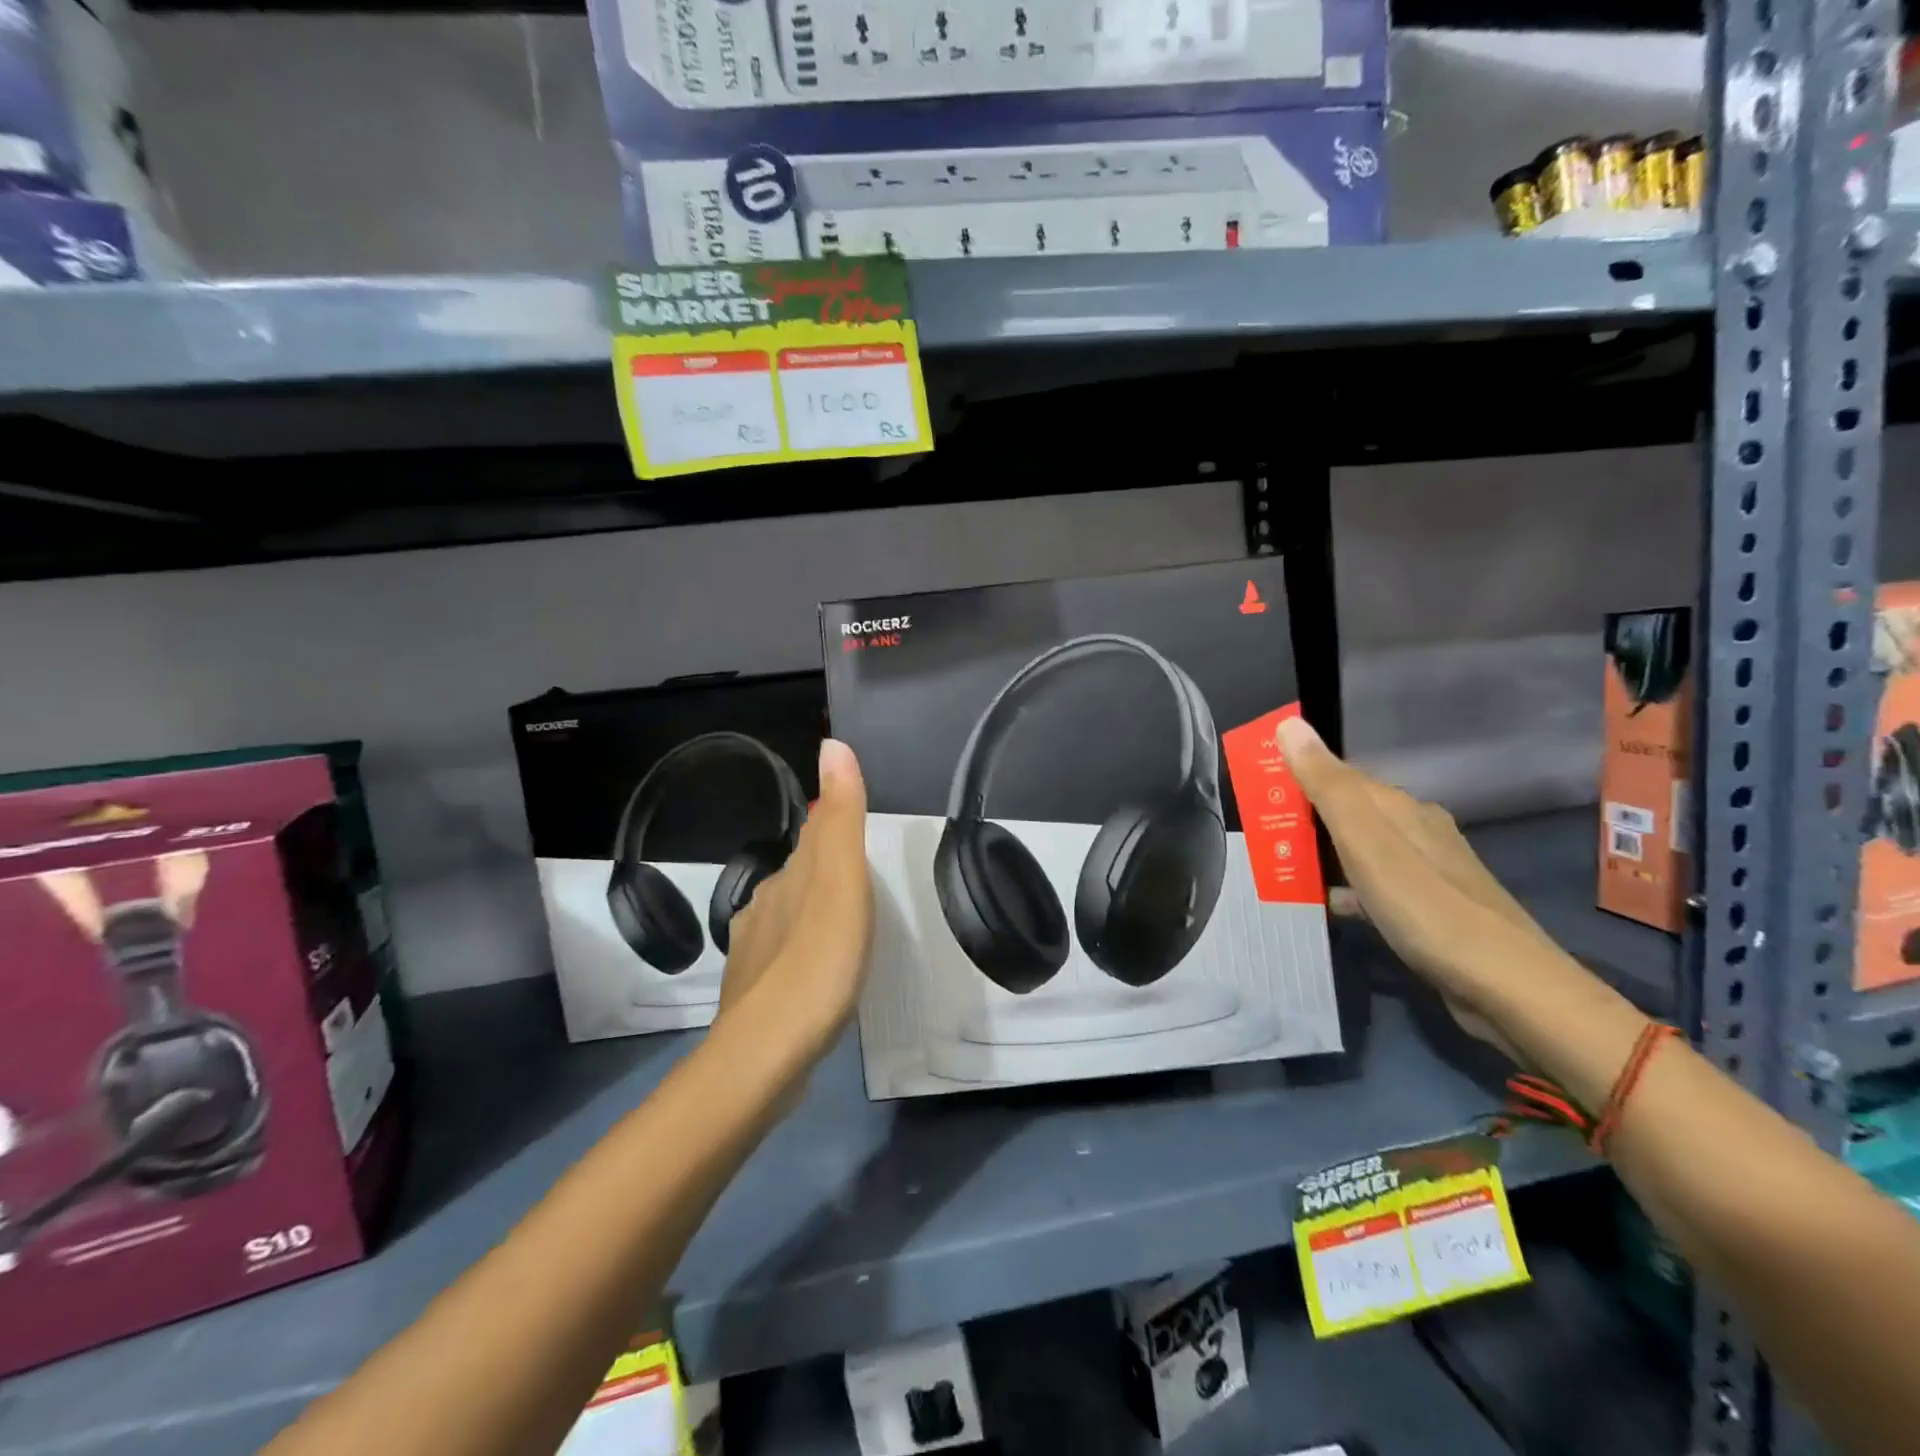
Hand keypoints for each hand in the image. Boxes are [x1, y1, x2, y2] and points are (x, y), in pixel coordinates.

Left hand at [718, 738, 873, 1052]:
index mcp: (790, 877)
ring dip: (811, 908)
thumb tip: (832, 743)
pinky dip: (802, 950)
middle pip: (799, 873)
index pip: (813, 835)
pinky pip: (784, 955)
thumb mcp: (841, 881)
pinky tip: (816, 969)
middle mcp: (766, 905)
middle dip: (822, 865)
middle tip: (858, 869)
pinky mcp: (758, 992)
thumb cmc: (817, 960)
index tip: (848, 815)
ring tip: (843, 918)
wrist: (767, 1052)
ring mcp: (757, 951)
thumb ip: (840, 816)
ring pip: (788, 914)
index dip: (831, 820)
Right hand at [1276, 716, 1558, 1052]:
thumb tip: (1289, 724)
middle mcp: (1419, 830)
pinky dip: (1352, 888)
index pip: (1339, 776)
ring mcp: (1432, 871)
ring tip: (1285, 869)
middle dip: (1307, 817)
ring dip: (1327, 854)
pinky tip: (1336, 907)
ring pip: (1365, 849)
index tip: (1256, 787)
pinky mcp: (1436, 909)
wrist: (1506, 986)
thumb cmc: (1424, 905)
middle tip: (1261, 833)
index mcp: (1401, 808)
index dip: (1298, 776)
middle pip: (1352, 811)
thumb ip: (1326, 785)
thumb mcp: (1365, 840)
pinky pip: (1380, 884)